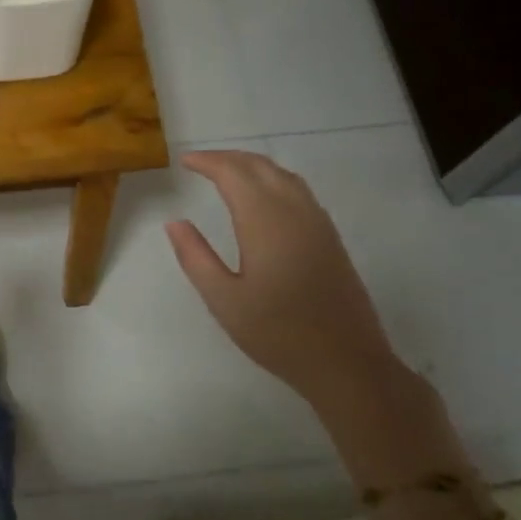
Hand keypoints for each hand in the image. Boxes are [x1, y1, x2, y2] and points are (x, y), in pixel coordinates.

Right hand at [166, 150, 400, 409]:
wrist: (346, 361)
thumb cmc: (277, 333)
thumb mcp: (224, 300)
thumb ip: (195, 257)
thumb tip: (174, 223)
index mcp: (265, 222)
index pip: (233, 174)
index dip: (208, 162)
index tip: (185, 161)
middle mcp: (295, 212)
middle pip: (261, 166)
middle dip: (229, 158)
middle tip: (201, 163)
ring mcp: (318, 223)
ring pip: (284, 175)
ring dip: (253, 166)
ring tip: (227, 173)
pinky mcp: (330, 237)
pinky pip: (299, 191)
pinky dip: (273, 180)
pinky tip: (263, 198)